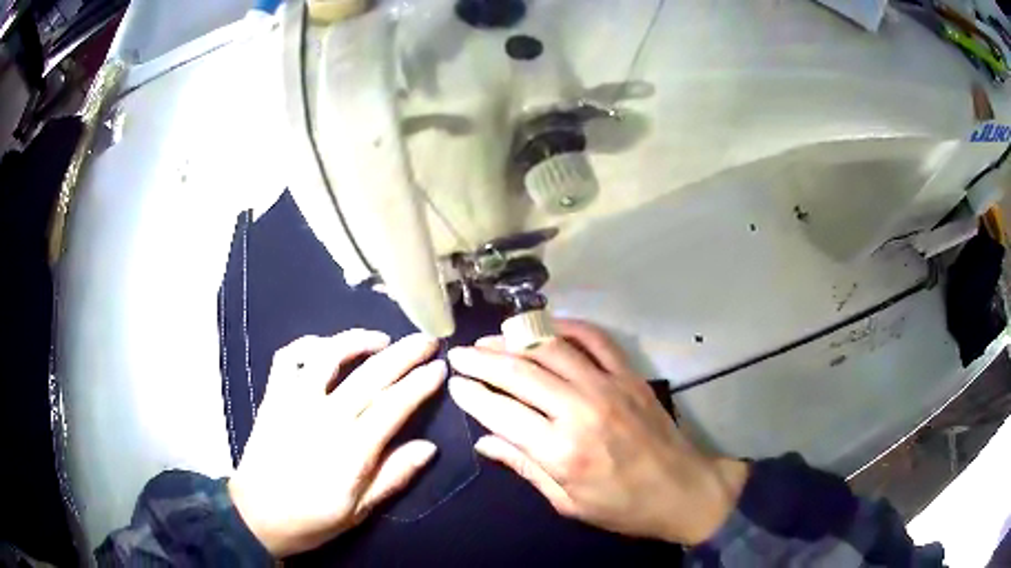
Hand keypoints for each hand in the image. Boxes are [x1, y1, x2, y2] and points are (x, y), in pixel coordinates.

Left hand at [228, 331, 445, 556]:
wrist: (256, 515)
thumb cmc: (312, 518)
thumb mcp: (359, 510)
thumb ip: (394, 477)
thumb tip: (429, 448)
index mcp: (352, 449)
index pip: (395, 405)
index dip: (421, 383)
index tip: (440, 368)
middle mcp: (325, 416)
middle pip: (370, 374)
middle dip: (404, 353)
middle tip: (427, 340)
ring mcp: (295, 401)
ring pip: (329, 355)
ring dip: (358, 340)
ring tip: (381, 339)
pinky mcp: (273, 396)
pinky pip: (288, 357)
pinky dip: (309, 344)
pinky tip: (326, 347)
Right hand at [447, 320, 748, 544]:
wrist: (682, 491)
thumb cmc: (622, 507)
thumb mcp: (567, 502)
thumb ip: (524, 466)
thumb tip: (484, 441)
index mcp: (561, 451)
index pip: (501, 412)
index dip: (472, 395)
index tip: (454, 384)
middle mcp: (580, 410)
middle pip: (519, 373)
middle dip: (482, 361)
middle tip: (458, 355)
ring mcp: (608, 386)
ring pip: (551, 349)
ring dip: (515, 340)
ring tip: (490, 339)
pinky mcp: (629, 376)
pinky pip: (595, 339)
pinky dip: (567, 327)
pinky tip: (545, 326)